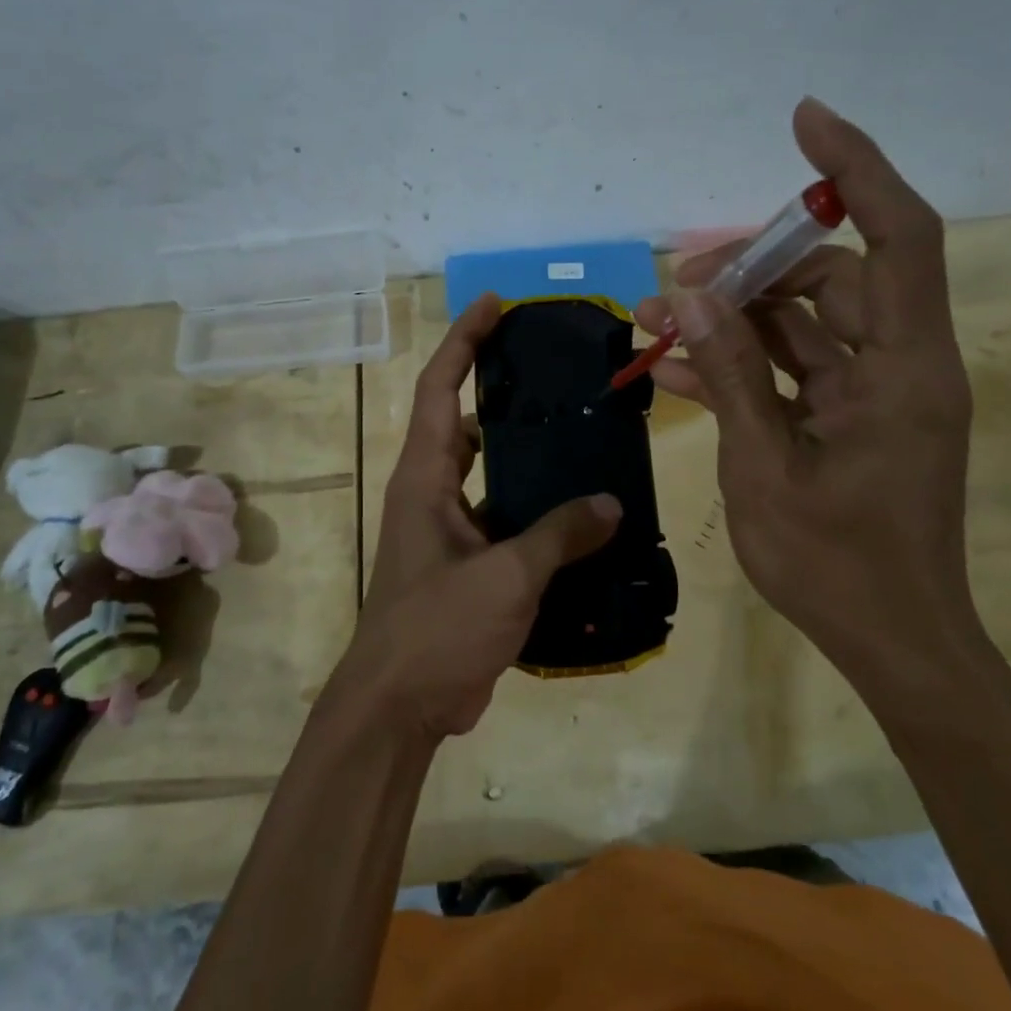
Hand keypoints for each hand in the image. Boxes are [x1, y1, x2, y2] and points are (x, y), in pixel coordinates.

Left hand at [341, 295, 621, 739]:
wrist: (400, 706)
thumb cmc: (437, 629)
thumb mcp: (505, 577)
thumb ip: (559, 535)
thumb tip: (610, 505)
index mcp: (424, 477)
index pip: (440, 388)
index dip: (463, 340)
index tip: (495, 303)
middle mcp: (431, 492)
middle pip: (464, 421)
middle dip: (500, 387)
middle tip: (556, 369)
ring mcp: (448, 530)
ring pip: (488, 472)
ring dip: (523, 452)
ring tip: (580, 432)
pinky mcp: (466, 564)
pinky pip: (504, 517)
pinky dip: (535, 508)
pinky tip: (582, 512)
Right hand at [635, 98, 977, 687]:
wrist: (892, 643)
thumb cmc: (836, 566)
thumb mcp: (764, 466)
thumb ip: (731, 374)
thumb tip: (690, 294)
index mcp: (904, 371)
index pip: (899, 237)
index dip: (856, 170)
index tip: (805, 121)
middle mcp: (899, 366)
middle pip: (831, 279)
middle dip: (749, 270)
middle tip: (674, 288)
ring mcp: (873, 393)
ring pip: (803, 323)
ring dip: (732, 318)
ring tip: (653, 323)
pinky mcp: (849, 418)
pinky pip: (793, 370)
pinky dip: (741, 364)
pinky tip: (675, 369)